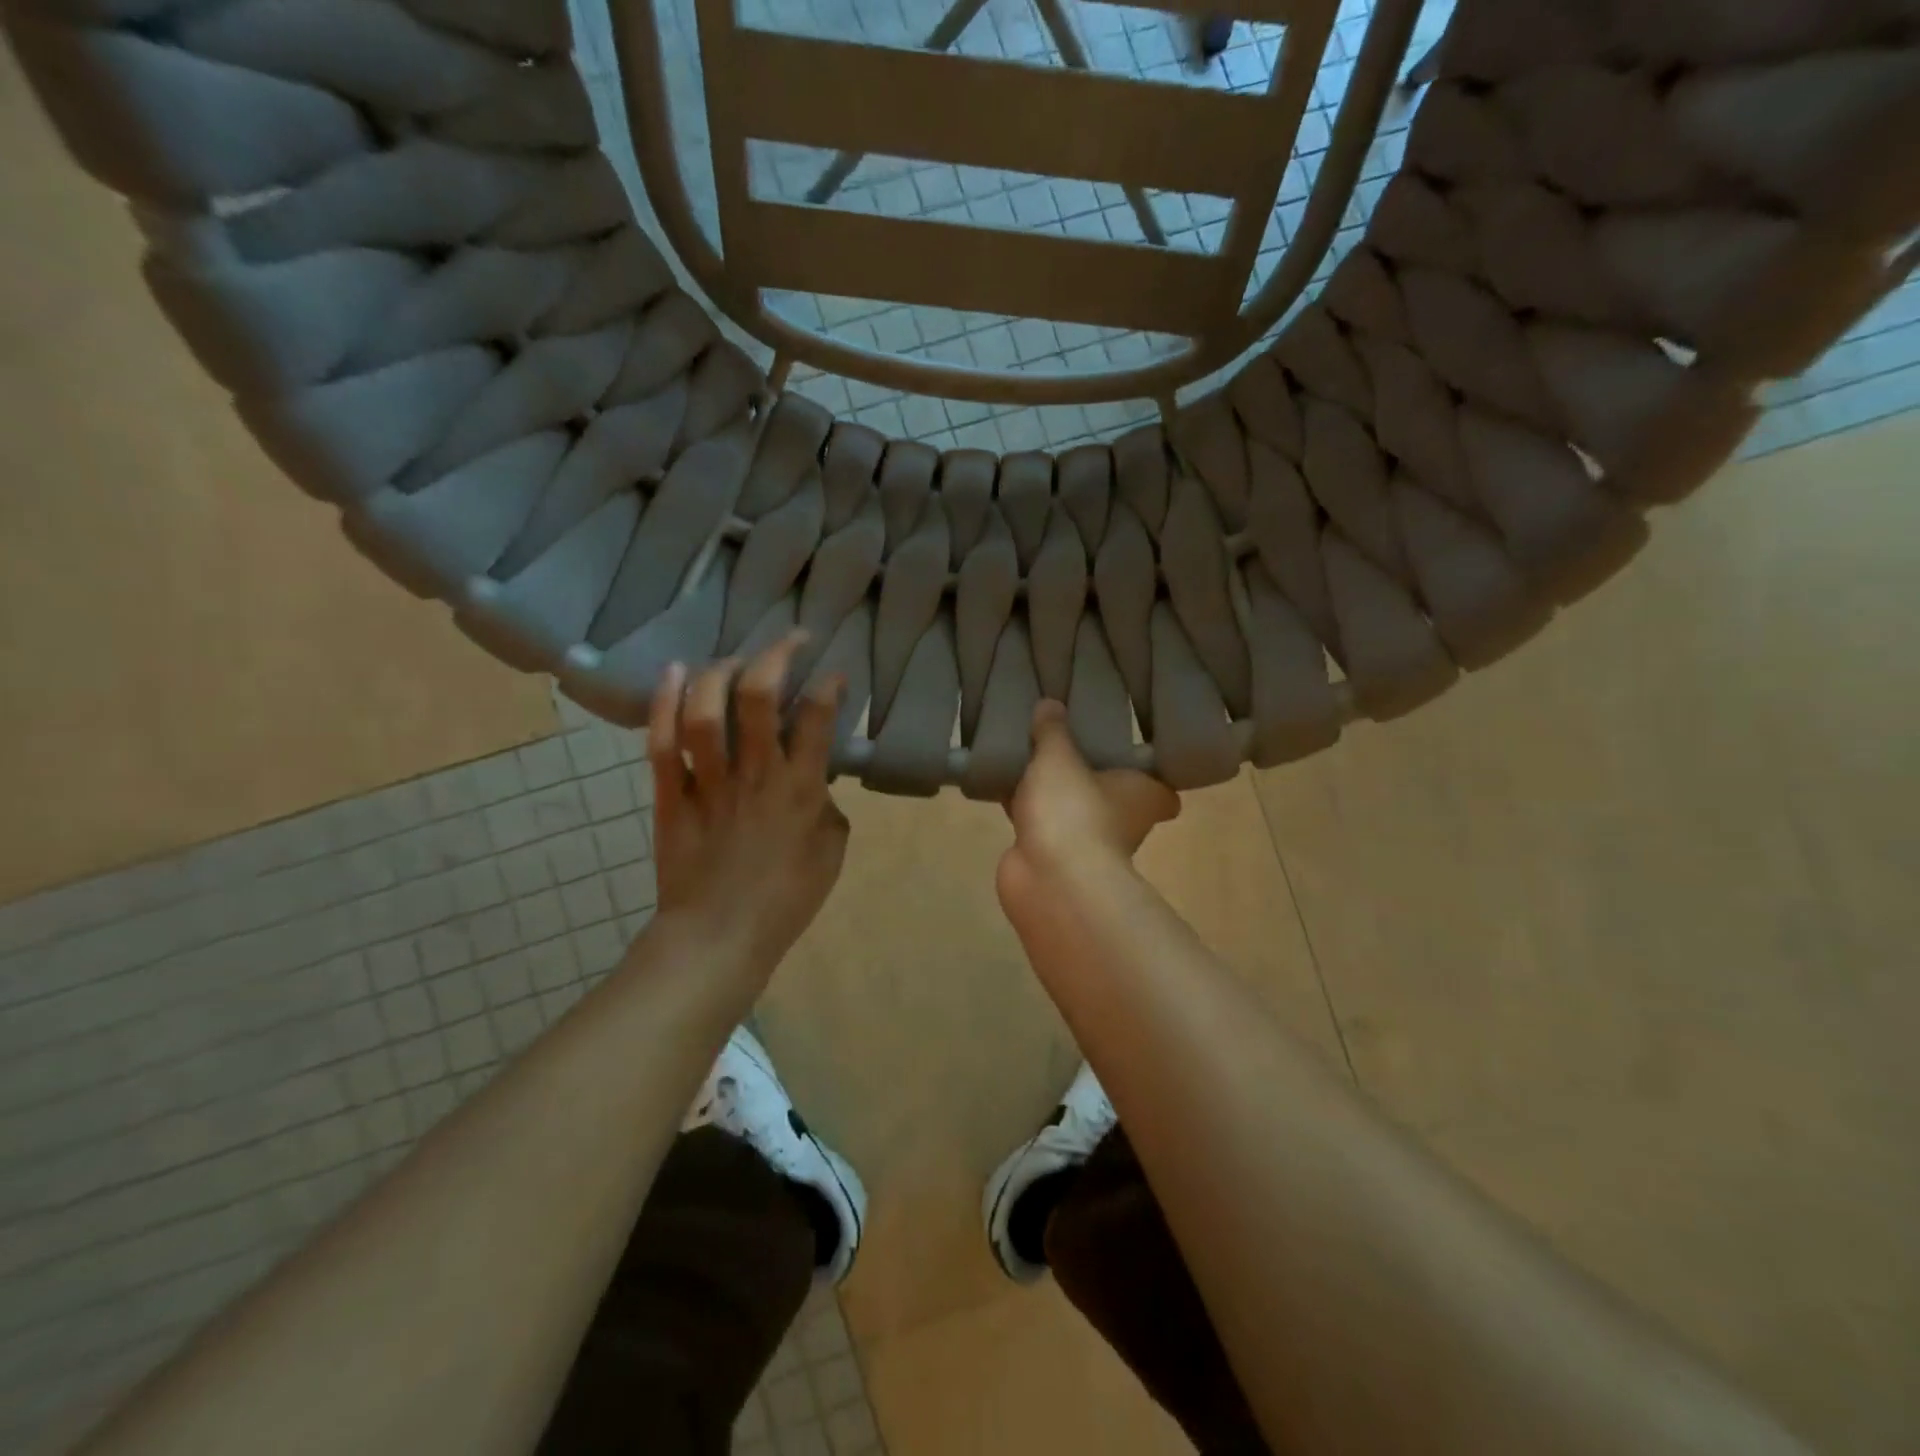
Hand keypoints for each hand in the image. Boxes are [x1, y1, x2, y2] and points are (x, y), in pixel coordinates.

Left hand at [646, 634, 850, 975]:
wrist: (719, 938)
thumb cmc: (786, 899)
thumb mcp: (831, 853)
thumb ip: (827, 808)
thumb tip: (817, 781)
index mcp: (801, 789)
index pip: (817, 718)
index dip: (828, 685)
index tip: (833, 673)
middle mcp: (756, 774)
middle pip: (758, 698)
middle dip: (775, 656)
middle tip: (789, 640)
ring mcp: (709, 782)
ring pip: (706, 711)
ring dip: (719, 672)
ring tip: (734, 659)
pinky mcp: (671, 795)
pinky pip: (663, 742)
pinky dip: (665, 702)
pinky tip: (675, 672)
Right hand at [998, 700, 1177, 913]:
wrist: (1049, 879)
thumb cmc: (1073, 810)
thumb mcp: (1059, 757)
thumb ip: (1053, 730)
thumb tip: (1051, 703)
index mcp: (1143, 795)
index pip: (1162, 788)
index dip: (1151, 773)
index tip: (1131, 751)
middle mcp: (1123, 822)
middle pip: (1112, 795)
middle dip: (1092, 777)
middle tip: (1069, 742)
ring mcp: (1086, 843)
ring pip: (1071, 808)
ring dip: (1053, 792)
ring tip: (1027, 755)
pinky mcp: (1051, 856)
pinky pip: (1039, 822)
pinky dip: (1024, 809)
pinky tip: (1001, 784)